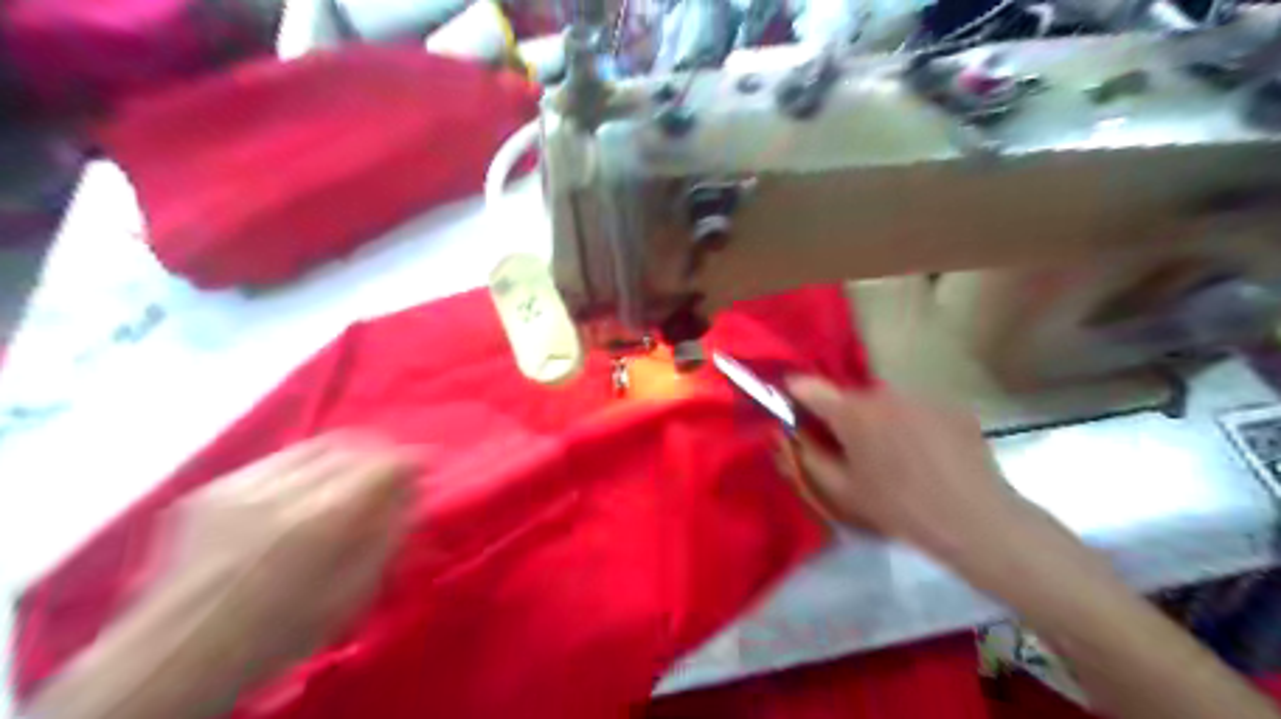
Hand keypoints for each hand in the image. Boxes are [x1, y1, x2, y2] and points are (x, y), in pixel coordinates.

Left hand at [152, 433, 417, 674]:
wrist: (179, 655)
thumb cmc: (282, 632)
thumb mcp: (356, 591)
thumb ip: (391, 532)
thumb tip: (415, 489)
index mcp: (322, 521)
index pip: (384, 463)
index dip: (412, 459)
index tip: (425, 465)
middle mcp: (283, 491)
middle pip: (351, 444)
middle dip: (380, 451)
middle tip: (391, 469)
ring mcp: (241, 485)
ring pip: (313, 446)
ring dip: (343, 455)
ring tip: (350, 477)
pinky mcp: (213, 488)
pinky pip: (277, 461)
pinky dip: (304, 469)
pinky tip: (303, 493)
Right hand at [780, 377, 1021, 561]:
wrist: (975, 519)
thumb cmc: (898, 507)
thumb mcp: (840, 490)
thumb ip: (805, 456)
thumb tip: (788, 434)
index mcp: (850, 411)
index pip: (807, 386)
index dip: (795, 396)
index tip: (793, 412)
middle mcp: (883, 392)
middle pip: (849, 397)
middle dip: (843, 418)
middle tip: (851, 453)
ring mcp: (920, 395)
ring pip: (884, 403)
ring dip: (879, 422)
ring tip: (894, 459)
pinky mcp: (949, 405)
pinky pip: (915, 410)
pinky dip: (910, 425)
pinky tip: (925, 457)